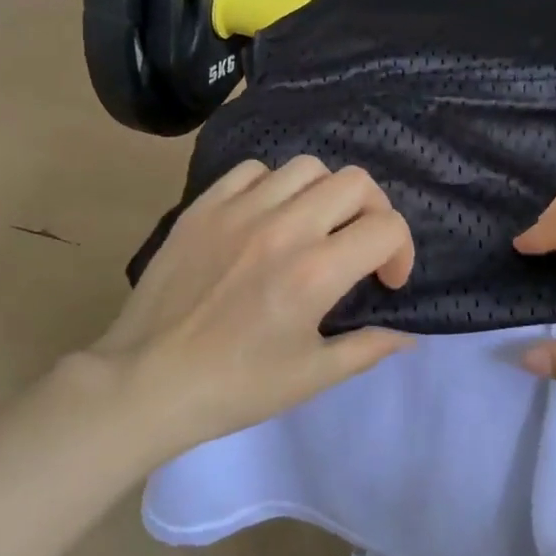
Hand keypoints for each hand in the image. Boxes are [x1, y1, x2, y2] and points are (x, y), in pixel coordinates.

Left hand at [73, 157, 415, 456]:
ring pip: (306, 168)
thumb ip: (368, 348)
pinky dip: (273, 187)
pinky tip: (267, 218)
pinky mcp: (203, 207)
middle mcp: (283, 228)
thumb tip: (408, 335)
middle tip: (360, 245)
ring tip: (314, 227)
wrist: (147, 382)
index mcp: (315, 272)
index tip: (386, 280)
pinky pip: (252, 171)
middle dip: (374, 212)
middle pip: (355, 182)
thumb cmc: (235, 387)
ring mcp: (238, 210)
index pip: (386, 228)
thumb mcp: (312, 376)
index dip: (402, 251)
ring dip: (326, 195)